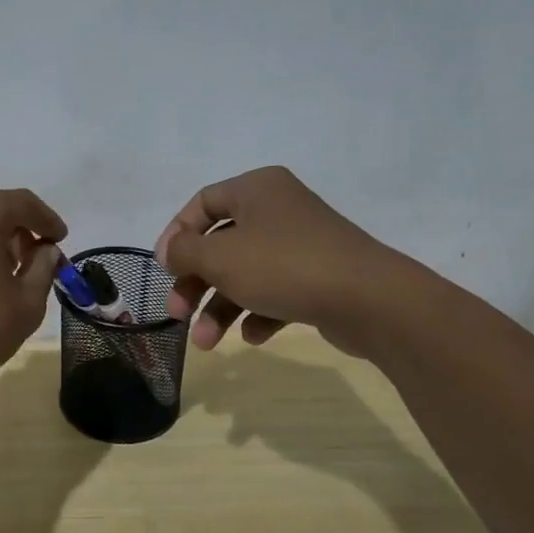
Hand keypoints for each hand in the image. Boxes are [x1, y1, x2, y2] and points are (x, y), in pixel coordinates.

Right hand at [155, 166, 421, 354]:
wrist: (369, 300)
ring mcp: (301, 245)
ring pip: (245, 273)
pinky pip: (276, 292)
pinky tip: (254, 336)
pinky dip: (258, 313)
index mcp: (256, 189)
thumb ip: (184, 251)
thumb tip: (170, 250)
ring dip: (220, 308)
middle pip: (220, 245)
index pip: (202, 203)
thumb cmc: (283, 266)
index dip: (176, 235)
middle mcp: (278, 210)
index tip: (164, 270)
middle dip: (195, 284)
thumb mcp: (220, 257)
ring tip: (208, 343)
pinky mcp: (319, 277)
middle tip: (178, 315)